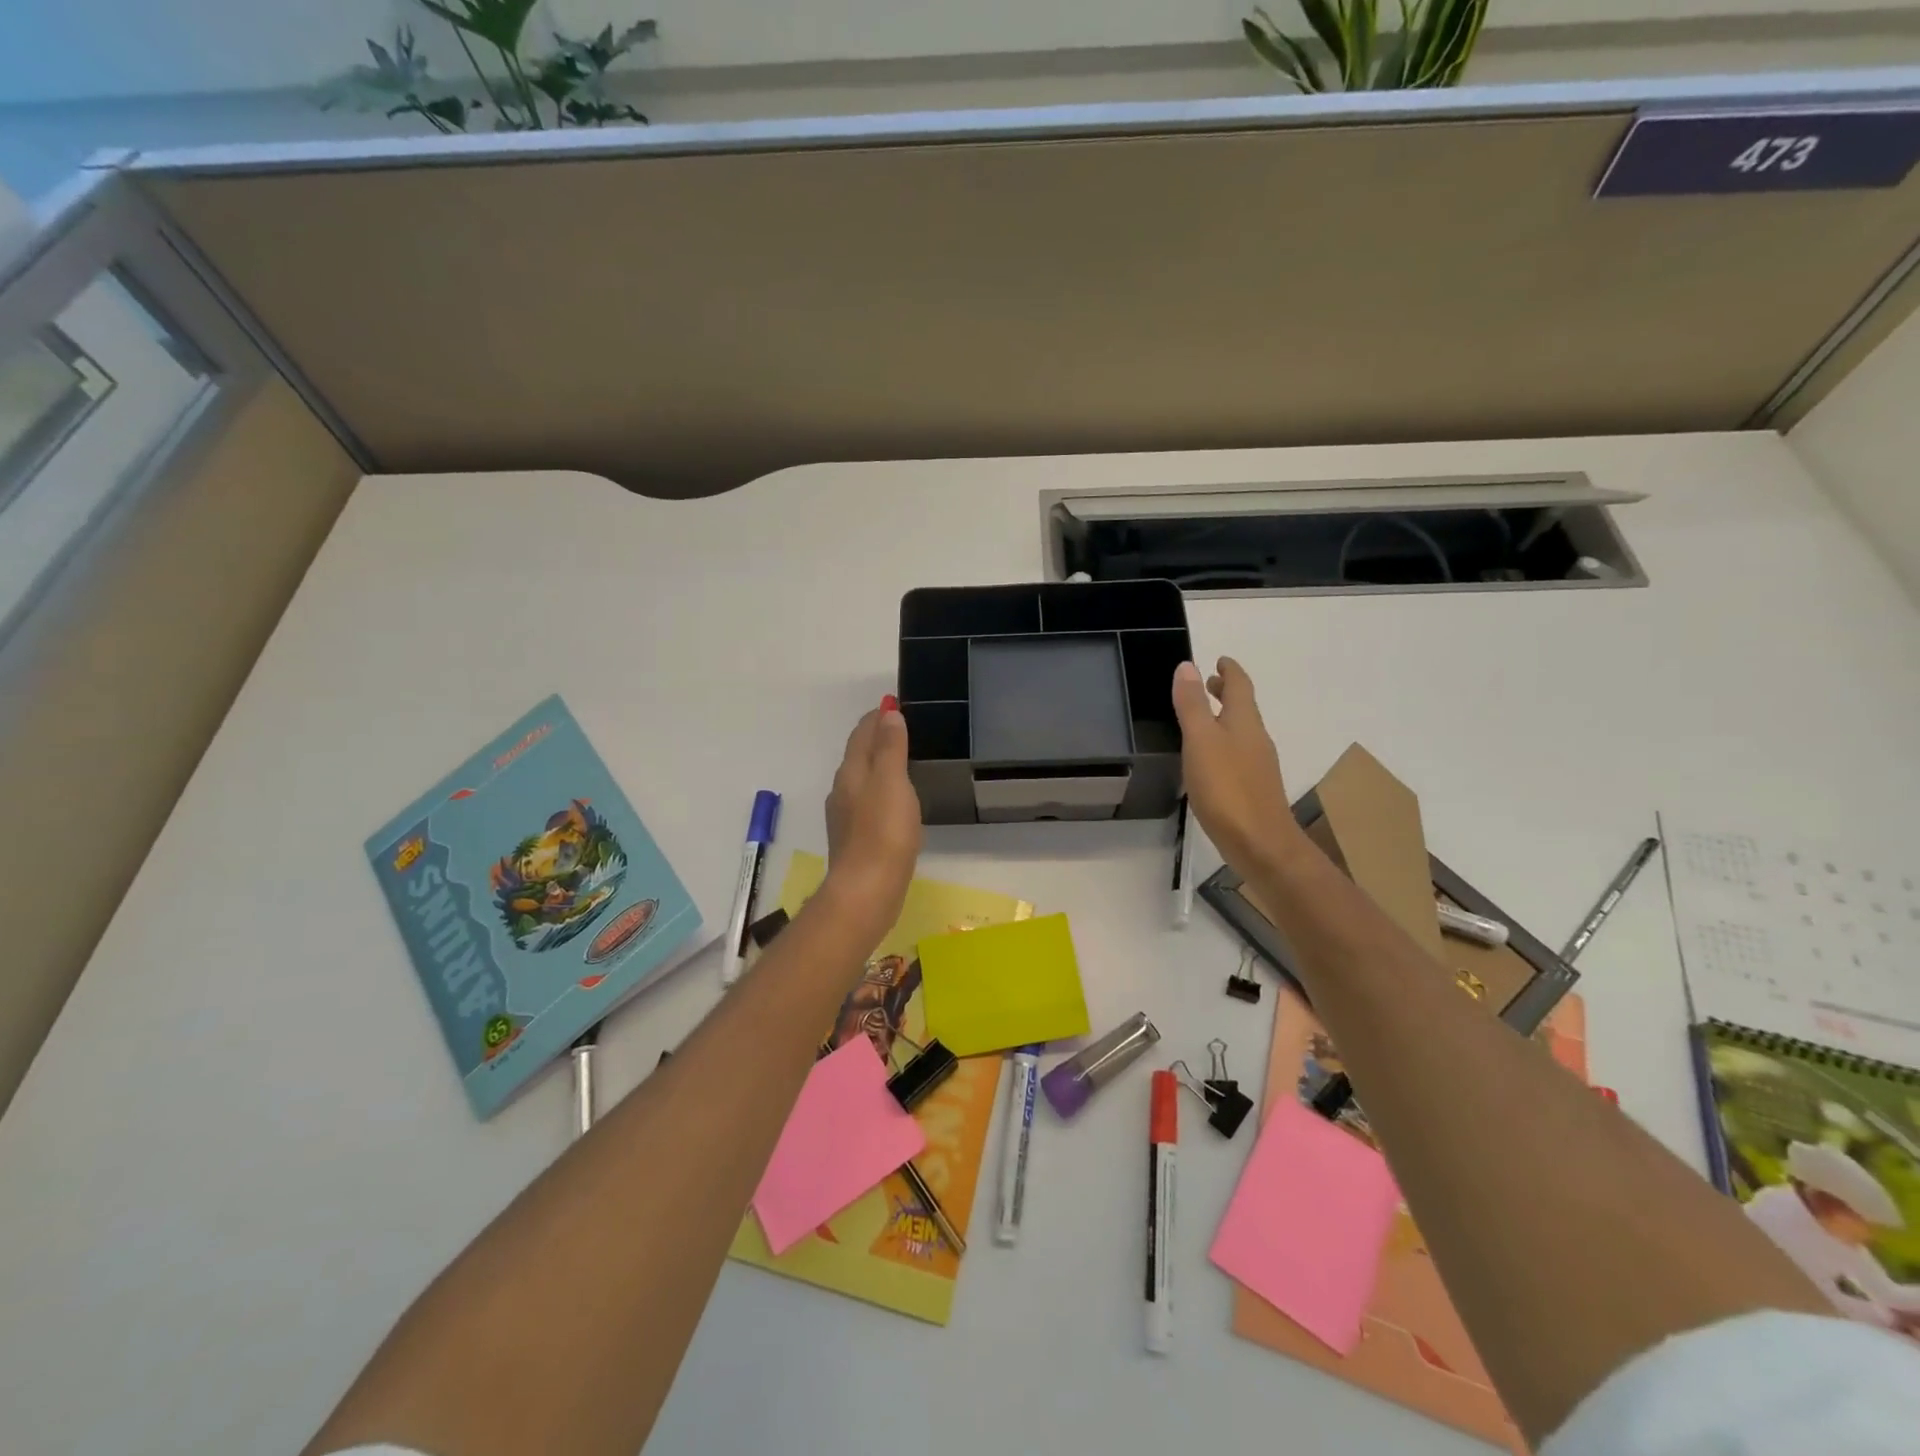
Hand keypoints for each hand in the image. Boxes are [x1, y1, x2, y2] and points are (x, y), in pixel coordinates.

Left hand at [822, 700, 922, 941]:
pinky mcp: (855, 839)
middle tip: (904, 728)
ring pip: (862, 780)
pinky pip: (868, 803)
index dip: (878, 716)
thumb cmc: (883, 832)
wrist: (866, 891)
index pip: (862, 733)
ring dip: (879, 765)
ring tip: (904, 761)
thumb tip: (888, 713)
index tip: (895, 704)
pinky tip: (895, 803)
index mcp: (851, 771)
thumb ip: (890, 747)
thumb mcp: (892, 781)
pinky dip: (881, 791)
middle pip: (859, 754)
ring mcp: (846, 816)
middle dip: (877, 738)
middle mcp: (843, 790)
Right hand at [1171, 658, 1301, 875]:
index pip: (1240, 686)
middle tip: (1210, 683)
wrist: (1260, 843)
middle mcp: (1256, 738)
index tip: (1220, 660)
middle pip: (1243, 707)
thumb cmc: (1227, 788)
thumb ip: (1193, 704)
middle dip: (1227, 693)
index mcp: (1244, 722)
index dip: (1230, 671)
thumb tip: (1188, 666)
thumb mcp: (1201, 741)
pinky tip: (1210, 760)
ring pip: (1241, 731)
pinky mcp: (1253, 789)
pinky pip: (1239, 754)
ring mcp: (1258, 765)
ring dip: (1225, 718)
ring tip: (1204, 718)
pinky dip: (1225, 744)